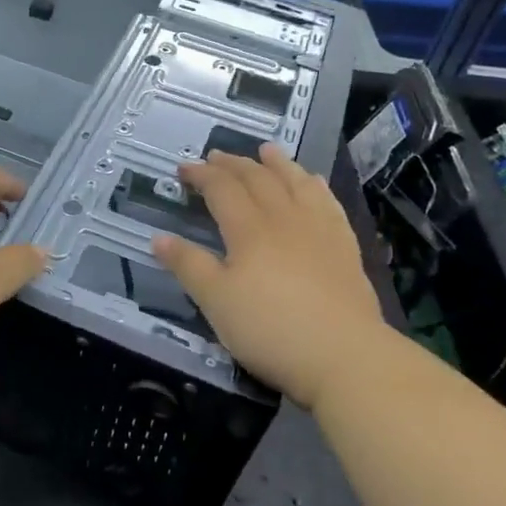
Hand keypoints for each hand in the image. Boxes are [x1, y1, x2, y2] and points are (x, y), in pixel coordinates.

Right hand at [152, 146, 397, 408]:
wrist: (345, 356)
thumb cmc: (271, 329)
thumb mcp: (216, 302)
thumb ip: (188, 266)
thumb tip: (159, 238)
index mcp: (249, 230)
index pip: (222, 189)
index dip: (201, 175)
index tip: (184, 168)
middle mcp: (284, 219)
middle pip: (258, 179)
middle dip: (234, 164)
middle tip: (216, 155)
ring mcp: (319, 230)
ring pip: (296, 183)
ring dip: (278, 163)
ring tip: (267, 149)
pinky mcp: (345, 247)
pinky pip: (328, 203)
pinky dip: (315, 186)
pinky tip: (314, 182)